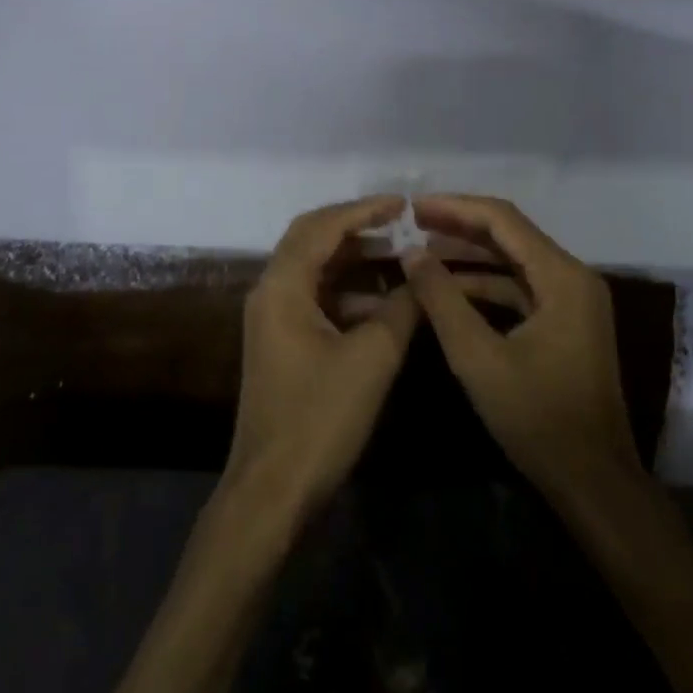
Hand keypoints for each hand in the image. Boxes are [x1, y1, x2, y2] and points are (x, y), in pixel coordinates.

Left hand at [224, 197, 420, 521]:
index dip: (363, 210)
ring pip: (313, 270)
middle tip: (397, 221)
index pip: (322, 228)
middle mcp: (270, 291)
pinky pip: (315, 298)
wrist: (273, 489)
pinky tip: (383, 303)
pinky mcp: (281, 341)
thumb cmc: (320, 418)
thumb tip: (423, 276)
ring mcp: (272, 318)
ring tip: (398, 257)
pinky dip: (347, 292)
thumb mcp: (371, 359)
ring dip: (353, 260)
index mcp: (282, 286)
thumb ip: (401, 310)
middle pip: (311, 239)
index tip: (401, 203)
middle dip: (354, 227)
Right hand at [404, 195, 642, 501]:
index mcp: (562, 277)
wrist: (594, 483)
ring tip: (422, 250)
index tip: (413, 207)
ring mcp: (572, 301)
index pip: (502, 220)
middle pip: (510, 234)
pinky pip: (519, 287)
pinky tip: (449, 289)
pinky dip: (484, 284)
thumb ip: (442, 299)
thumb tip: (411, 253)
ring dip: (469, 254)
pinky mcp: (565, 322)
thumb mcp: (477, 357)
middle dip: (459, 225)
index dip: (454, 207)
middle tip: (412, 222)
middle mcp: (573, 277)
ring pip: (513, 260)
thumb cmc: (538, 418)